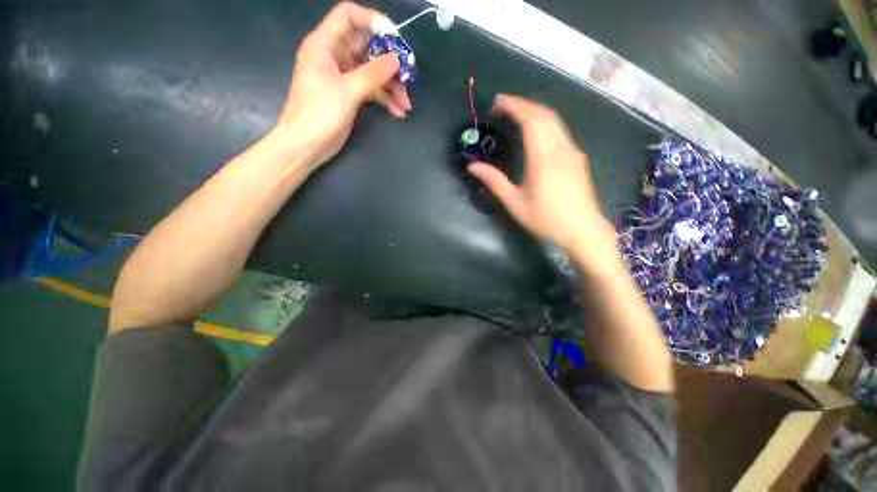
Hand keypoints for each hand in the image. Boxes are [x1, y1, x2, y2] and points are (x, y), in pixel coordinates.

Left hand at [275, 2, 410, 167]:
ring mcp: (342, 77)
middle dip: (388, 61)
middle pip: (366, 46)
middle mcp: (334, 56)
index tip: (394, 39)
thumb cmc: (319, 114)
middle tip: (407, 77)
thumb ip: (372, 74)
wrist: (305, 145)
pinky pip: (370, 90)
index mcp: (325, 44)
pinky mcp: (349, 96)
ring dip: (390, 86)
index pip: (348, 16)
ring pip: (371, 71)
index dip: (372, 21)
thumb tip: (396, 60)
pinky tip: (398, 112)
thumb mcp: (347, 91)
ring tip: (406, 104)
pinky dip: (384, 99)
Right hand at [469, 95, 615, 265]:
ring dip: (535, 112)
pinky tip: (536, 131)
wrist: (583, 231)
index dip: (515, 107)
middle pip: (545, 115)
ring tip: (517, 114)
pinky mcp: (578, 158)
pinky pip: (561, 131)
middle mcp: (561, 149)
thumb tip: (473, 166)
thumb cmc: (546, 220)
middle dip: (524, 104)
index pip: (531, 121)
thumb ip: (495, 182)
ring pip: (555, 121)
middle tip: (504, 105)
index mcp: (543, 159)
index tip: (499, 101)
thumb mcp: (515, 204)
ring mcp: (573, 152)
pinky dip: (545, 123)